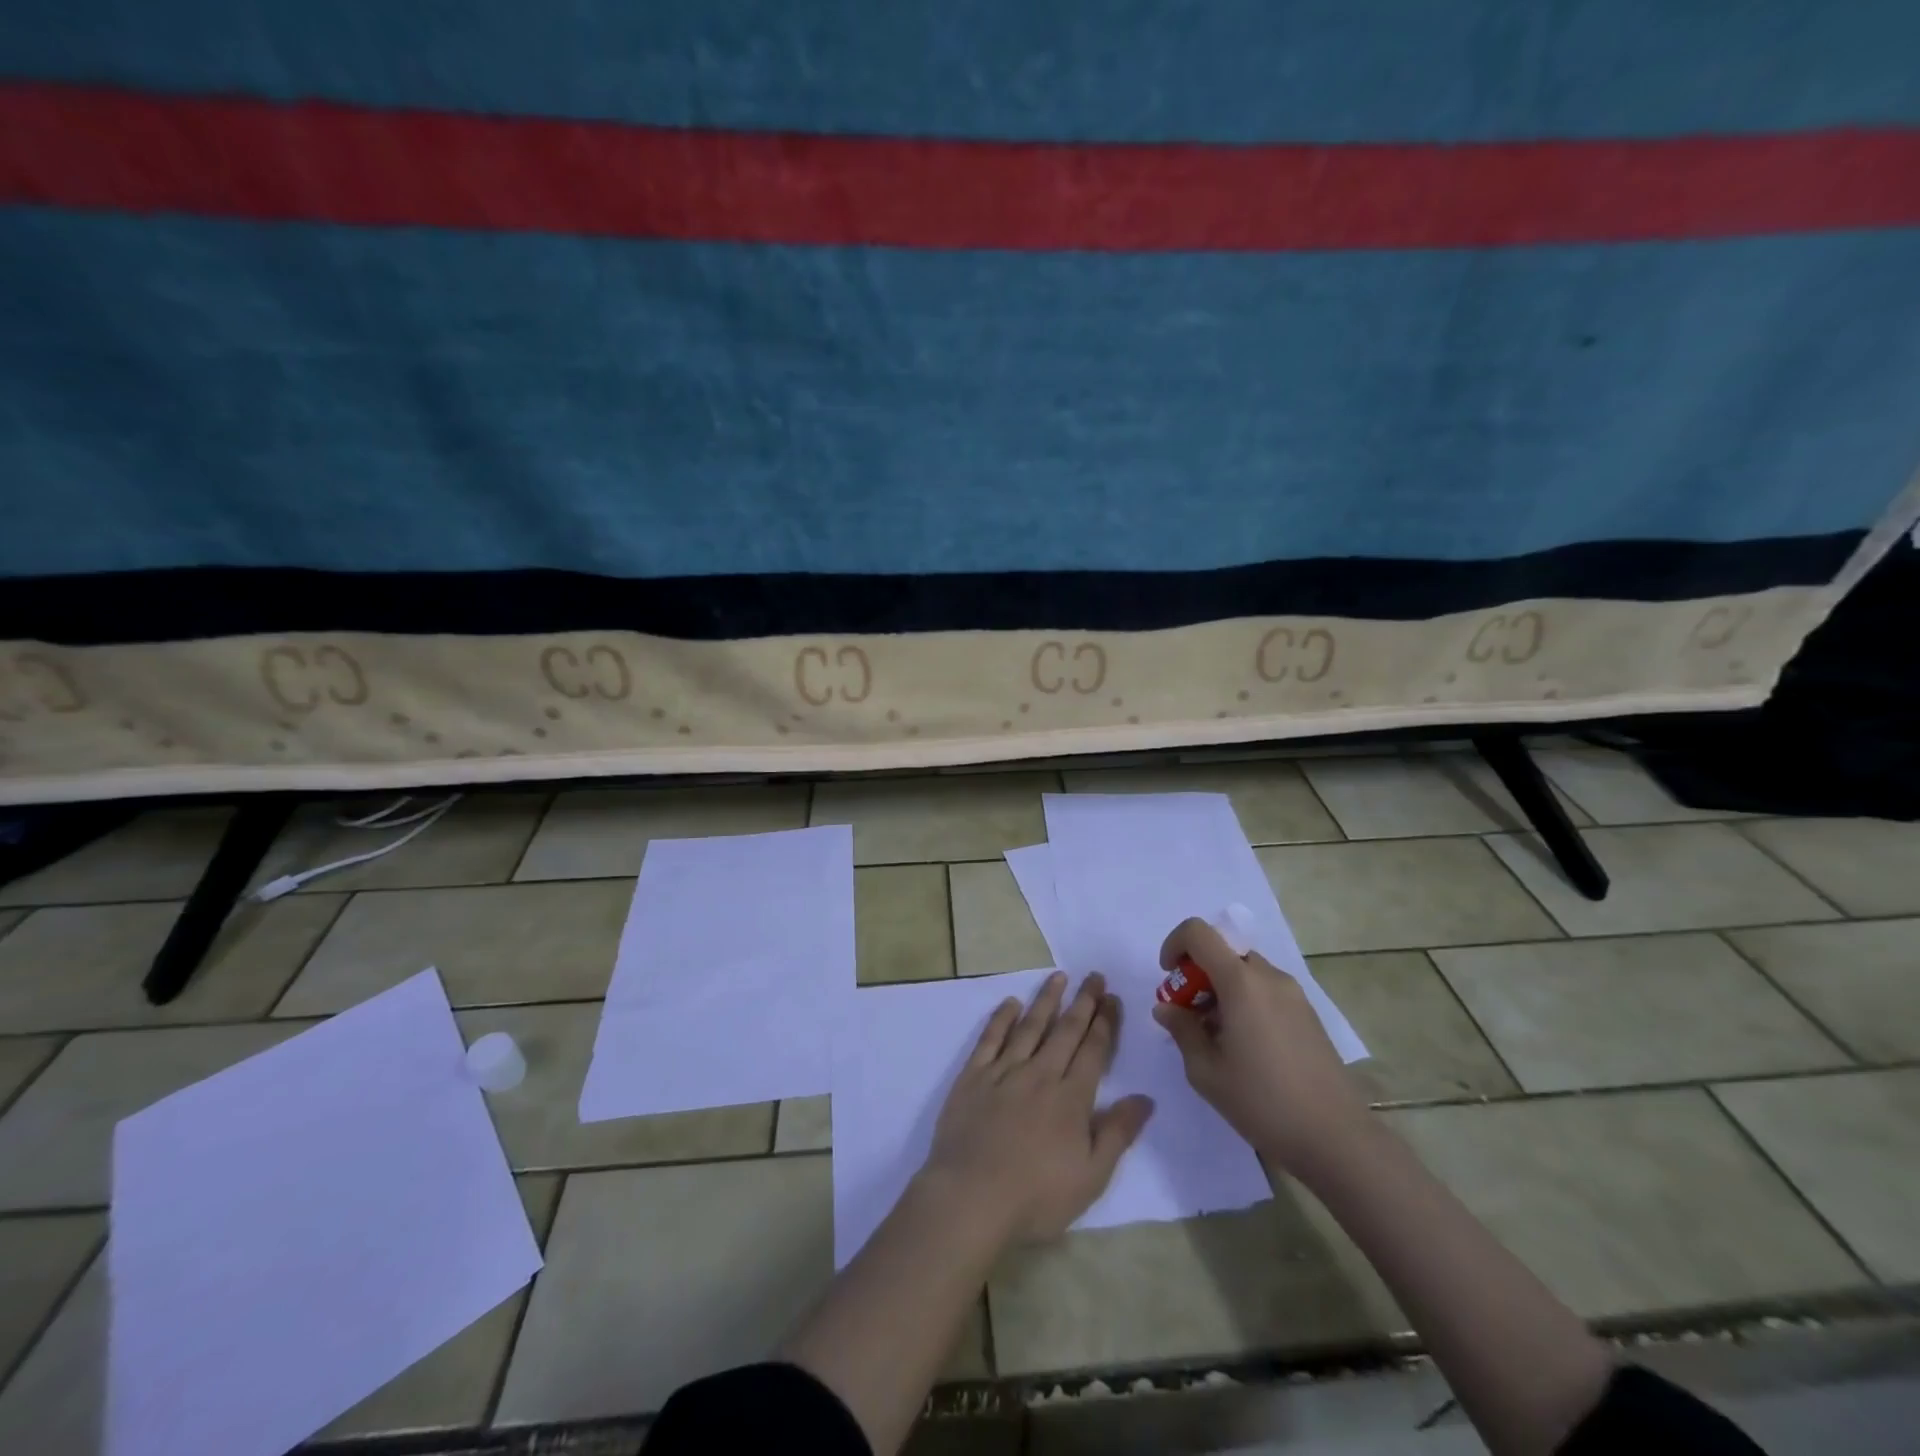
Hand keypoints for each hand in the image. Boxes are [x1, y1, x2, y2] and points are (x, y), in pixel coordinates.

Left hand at [919, 972, 1154, 1244]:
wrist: (971, 1196)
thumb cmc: (1036, 1196)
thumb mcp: (1091, 1176)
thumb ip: (1118, 1133)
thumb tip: (1145, 1098)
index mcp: (1071, 1098)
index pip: (1093, 1050)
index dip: (1105, 1022)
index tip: (1112, 998)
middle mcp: (1040, 1074)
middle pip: (1065, 1030)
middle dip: (1083, 1001)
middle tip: (1094, 976)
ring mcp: (1004, 1071)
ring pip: (1030, 1026)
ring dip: (1046, 1000)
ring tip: (1059, 977)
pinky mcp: (973, 1076)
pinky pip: (990, 1038)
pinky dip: (1001, 1018)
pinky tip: (1010, 1002)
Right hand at [1152, 917, 1367, 1179]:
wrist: (1336, 1139)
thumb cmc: (1263, 1102)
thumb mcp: (1206, 1071)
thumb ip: (1181, 1030)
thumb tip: (1167, 1008)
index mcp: (1241, 982)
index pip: (1199, 932)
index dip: (1174, 945)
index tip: (1168, 979)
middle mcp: (1269, 977)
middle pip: (1223, 952)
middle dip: (1197, 974)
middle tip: (1188, 1015)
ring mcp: (1294, 994)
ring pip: (1245, 972)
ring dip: (1221, 989)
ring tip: (1215, 1036)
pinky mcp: (1308, 1014)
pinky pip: (1265, 990)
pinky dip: (1244, 1001)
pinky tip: (1244, 1046)